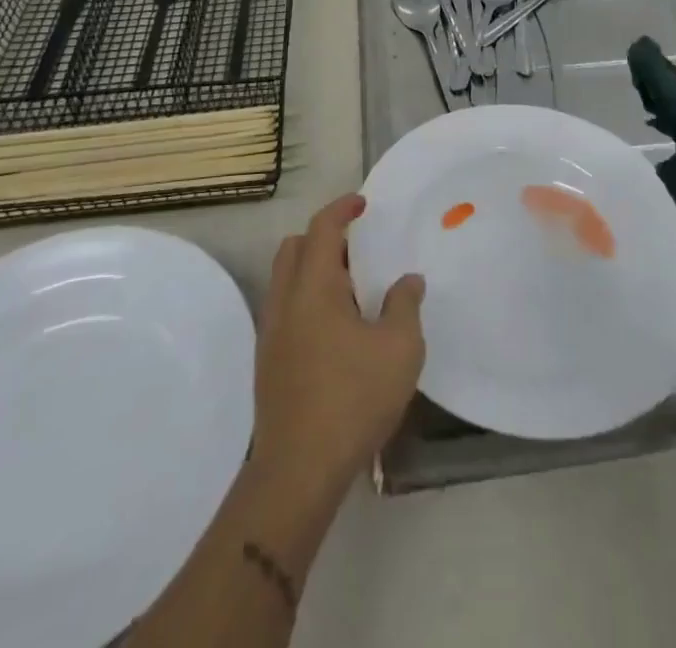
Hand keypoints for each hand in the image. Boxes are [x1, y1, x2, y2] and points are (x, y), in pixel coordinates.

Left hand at [250, 194, 424, 498]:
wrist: (299, 471)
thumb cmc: (353, 398)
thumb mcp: (400, 348)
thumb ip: (405, 304)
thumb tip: (408, 280)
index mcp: (313, 287)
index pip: (321, 228)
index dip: (342, 208)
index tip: (363, 204)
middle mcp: (284, 301)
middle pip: (293, 247)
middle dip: (323, 237)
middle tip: (357, 248)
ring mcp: (271, 333)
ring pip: (285, 279)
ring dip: (313, 269)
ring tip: (352, 289)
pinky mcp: (268, 362)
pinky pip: (285, 308)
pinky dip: (307, 298)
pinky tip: (336, 329)